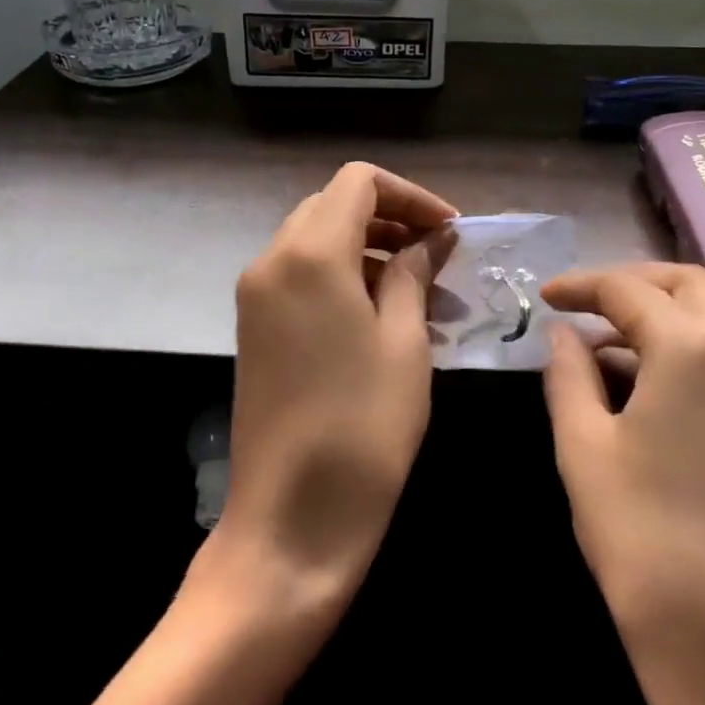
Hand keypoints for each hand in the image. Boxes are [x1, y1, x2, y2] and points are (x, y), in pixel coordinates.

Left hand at [211, 163, 455, 614]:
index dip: (410, 195)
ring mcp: (256, 295)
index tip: (450, 230)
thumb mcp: (405, 342)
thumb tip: (433, 237)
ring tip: (423, 292)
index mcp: (310, 253)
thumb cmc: (363, 428)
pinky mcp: (254, 326)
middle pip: (334, 206)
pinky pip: (302, 275)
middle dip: (391, 219)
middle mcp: (272, 260)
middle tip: (440, 257)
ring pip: (317, 239)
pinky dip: (344, 276)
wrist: (289, 522)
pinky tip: (385, 316)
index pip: (359, 182)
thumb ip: (414, 273)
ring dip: (370, 249)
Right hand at [543, 264, 704, 704]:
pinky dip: (689, 344)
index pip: (629, 289)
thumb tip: (563, 334)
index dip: (581, 285)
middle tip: (582, 303)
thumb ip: (568, 374)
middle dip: (631, 283)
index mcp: (696, 348)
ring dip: (662, 312)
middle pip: (687, 283)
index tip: (545, 296)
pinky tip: (646, 377)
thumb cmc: (647, 544)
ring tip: (605, 342)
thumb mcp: (584, 449)